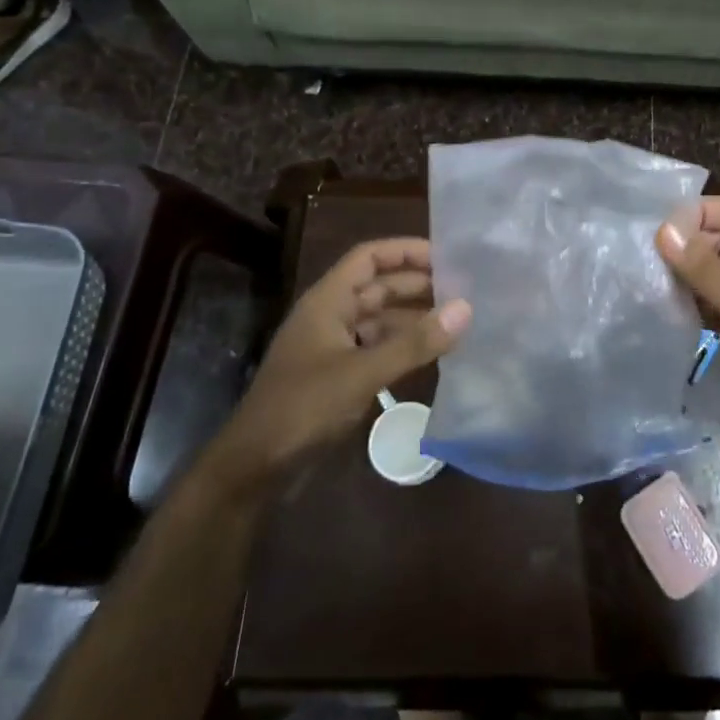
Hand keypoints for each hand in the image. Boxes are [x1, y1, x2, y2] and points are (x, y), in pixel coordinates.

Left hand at [205, 239, 470, 487]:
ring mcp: (333, 347)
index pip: (369, 257)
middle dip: (418, 284)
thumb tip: (466, 307)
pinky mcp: (338, 376)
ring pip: (380, 319)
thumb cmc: (303, 408)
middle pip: (378, 286)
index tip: (447, 256)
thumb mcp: (362, 373)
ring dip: (414, 317)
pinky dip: (404, 346)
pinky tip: (432, 354)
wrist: (254, 469)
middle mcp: (331, 316)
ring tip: (457, 320)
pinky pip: (377, 348)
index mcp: (327, 301)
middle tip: (465, 289)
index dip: (405, 250)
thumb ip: (414, 342)